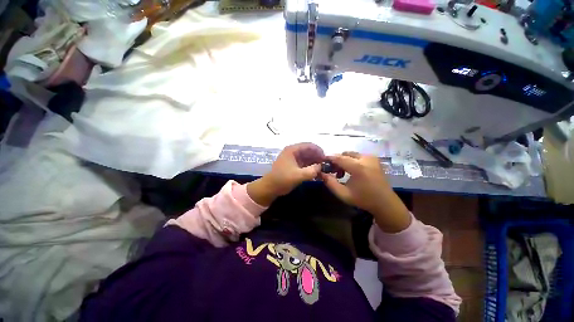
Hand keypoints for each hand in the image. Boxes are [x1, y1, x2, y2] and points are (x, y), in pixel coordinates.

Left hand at [247, 143, 324, 206]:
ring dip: (315, 162)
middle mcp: (293, 152)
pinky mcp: (294, 165)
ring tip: (323, 169)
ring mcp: (293, 159)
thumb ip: (311, 171)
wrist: (270, 188)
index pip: (308, 145)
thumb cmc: (282, 179)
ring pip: (307, 158)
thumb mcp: (298, 176)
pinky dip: (311, 167)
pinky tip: (317, 173)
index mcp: (292, 150)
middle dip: (317, 157)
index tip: (326, 158)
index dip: (318, 150)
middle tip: (326, 165)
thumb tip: (321, 167)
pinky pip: (305, 164)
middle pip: (309, 151)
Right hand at [320, 152, 410, 232]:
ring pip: (351, 154)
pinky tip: (351, 171)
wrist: (385, 203)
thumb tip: (321, 173)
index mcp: (358, 167)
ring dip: (344, 160)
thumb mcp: (343, 194)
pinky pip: (358, 156)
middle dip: (337, 161)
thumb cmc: (363, 199)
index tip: (322, 162)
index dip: (329, 159)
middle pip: (345, 154)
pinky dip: (352, 160)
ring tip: (342, 172)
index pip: (339, 158)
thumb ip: (330, 183)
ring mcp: (372, 158)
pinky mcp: (375, 159)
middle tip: (333, 171)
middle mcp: (366, 159)